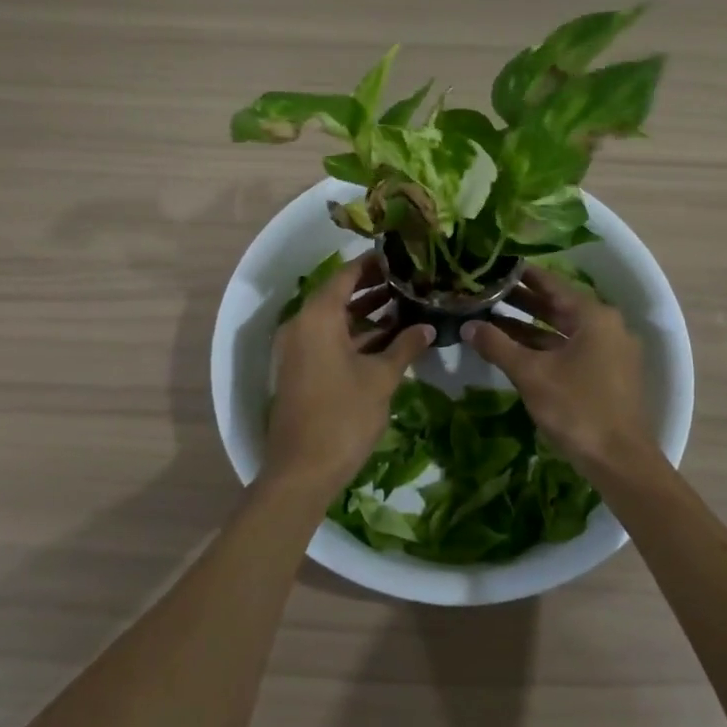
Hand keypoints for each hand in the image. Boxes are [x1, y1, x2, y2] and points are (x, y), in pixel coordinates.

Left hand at [267, 254, 433, 491]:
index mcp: (317, 317)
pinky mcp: (300, 370)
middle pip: (339, 295)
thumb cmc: (343, 416)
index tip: (401, 256)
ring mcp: (298, 349)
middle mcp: (301, 325)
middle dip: (373, 287)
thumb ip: (405, 346)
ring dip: (366, 312)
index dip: (373, 264)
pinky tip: (386, 338)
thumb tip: (427, 327)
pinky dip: (354, 335)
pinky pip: (328, 340)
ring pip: (335, 319)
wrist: (302, 470)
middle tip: (409, 279)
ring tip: (405, 304)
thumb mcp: (381, 378)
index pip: (346, 275)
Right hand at [461, 268, 659, 480]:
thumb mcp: (531, 374)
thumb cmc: (577, 408)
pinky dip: (544, 346)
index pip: (552, 284)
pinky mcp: (606, 374)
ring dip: (529, 326)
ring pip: (562, 330)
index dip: (522, 275)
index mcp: (594, 316)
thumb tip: (468, 325)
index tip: (495, 266)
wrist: (620, 461)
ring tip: (492, 318)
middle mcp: (606, 326)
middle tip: (486, 291)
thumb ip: (498, 345)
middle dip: (522, 301)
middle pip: (558, 306)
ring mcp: (609, 351)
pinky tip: (515, 349)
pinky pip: (570, 349)